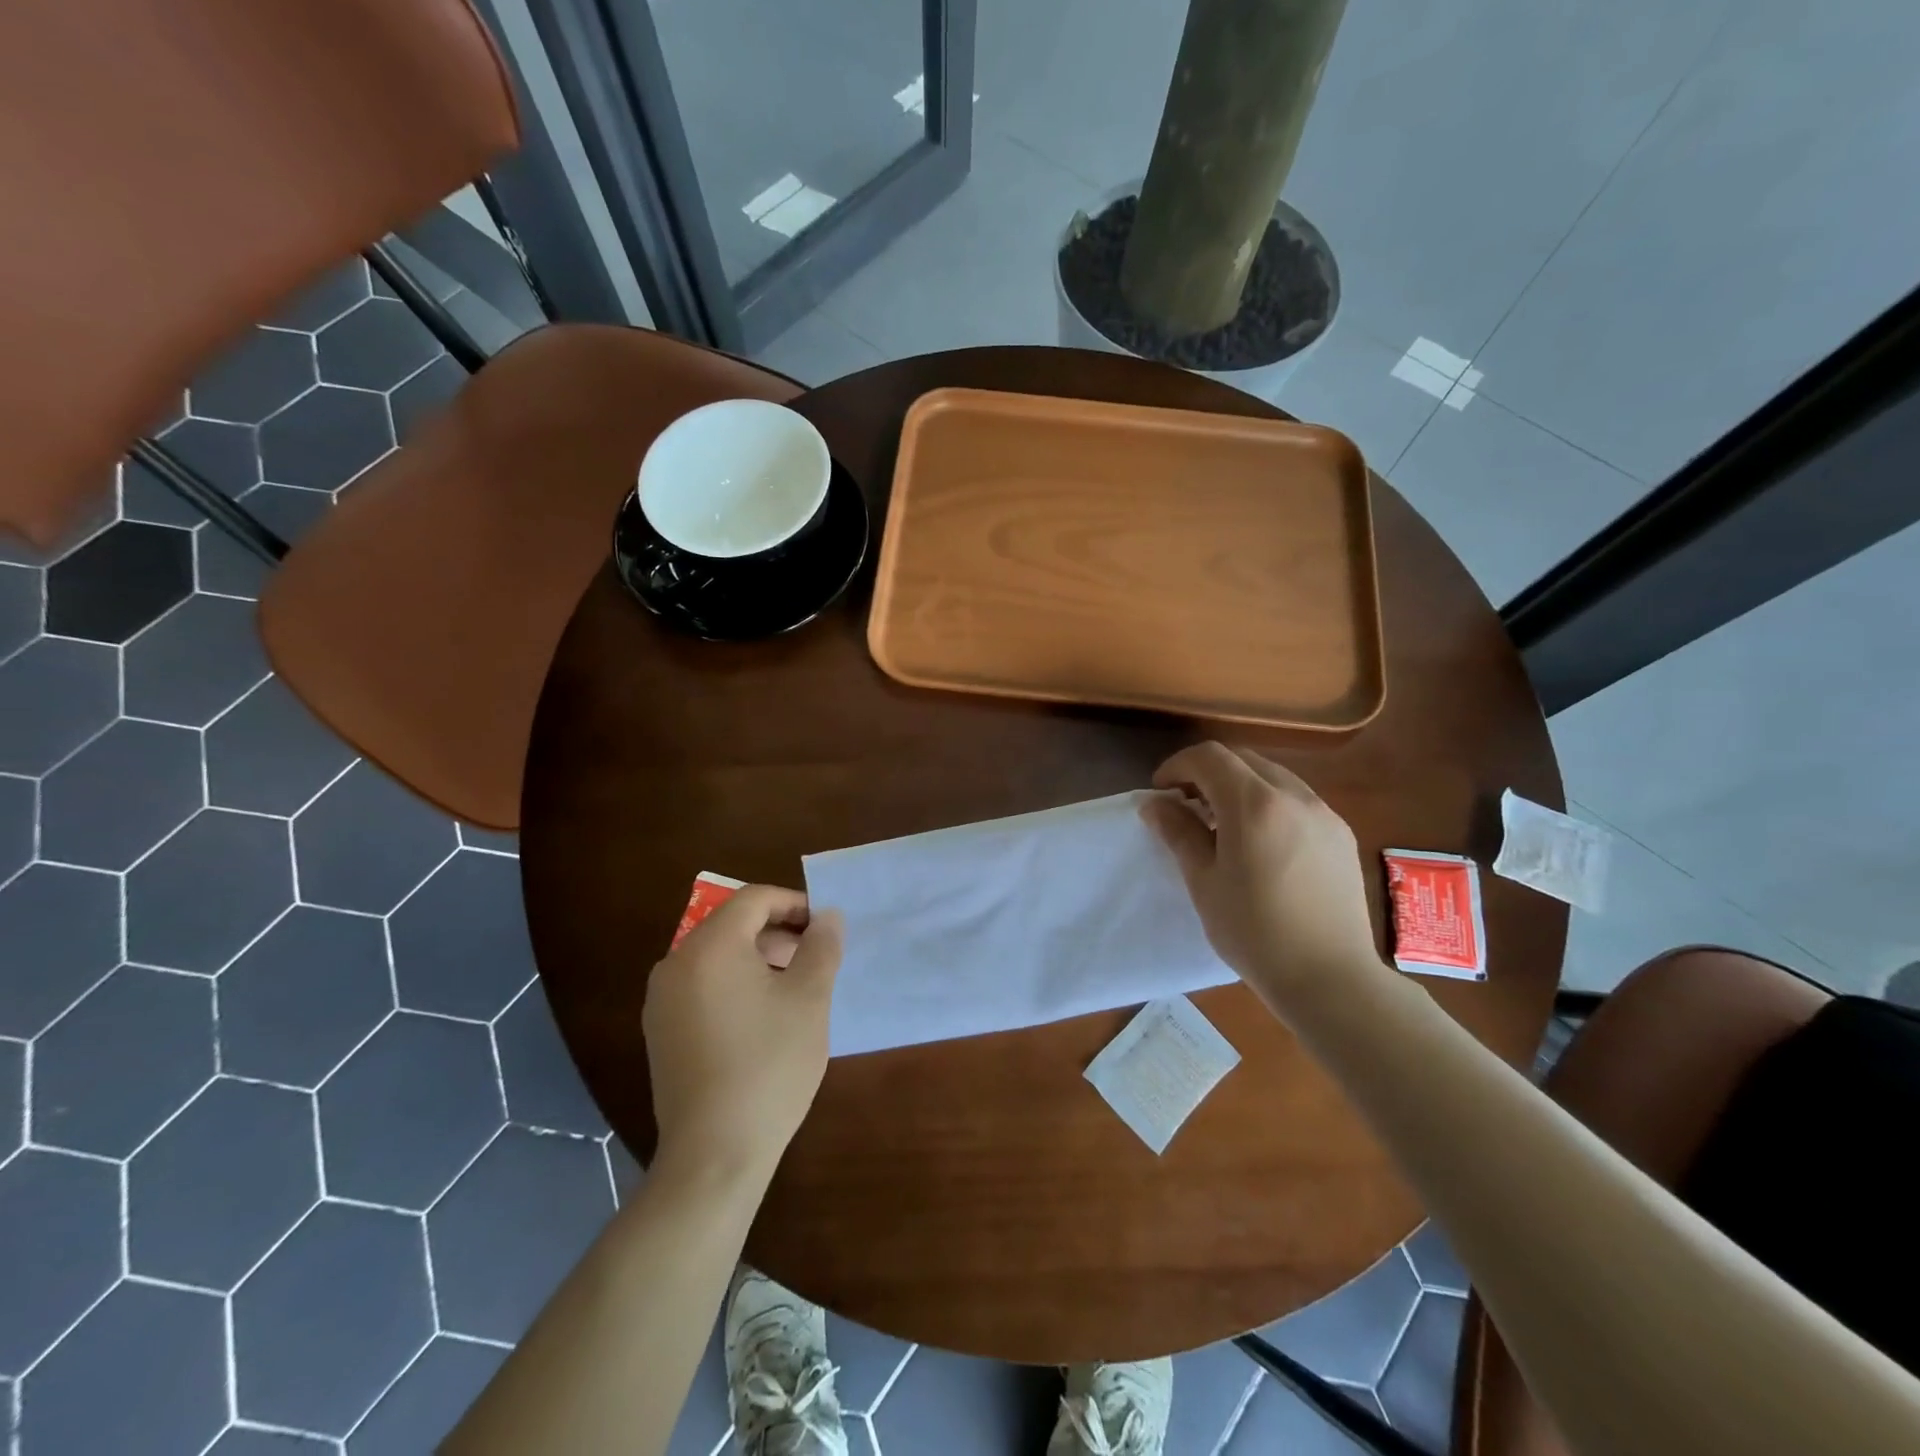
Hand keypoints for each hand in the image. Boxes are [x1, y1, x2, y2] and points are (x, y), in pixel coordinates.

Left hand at [643, 885, 841, 1180]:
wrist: (714, 1154)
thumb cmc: (769, 1065)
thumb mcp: (810, 1000)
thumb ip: (821, 947)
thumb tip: (827, 917)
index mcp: (710, 947)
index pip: (754, 899)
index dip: (795, 904)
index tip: (825, 928)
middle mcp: (676, 964)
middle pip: (732, 925)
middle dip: (778, 932)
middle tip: (816, 958)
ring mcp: (662, 1000)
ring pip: (717, 956)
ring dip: (759, 958)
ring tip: (795, 987)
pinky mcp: (661, 1031)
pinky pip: (703, 985)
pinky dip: (735, 984)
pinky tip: (763, 1017)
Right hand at [1143, 742, 1384, 1006]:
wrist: (1329, 977)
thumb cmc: (1254, 932)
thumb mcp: (1204, 881)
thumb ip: (1178, 832)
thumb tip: (1155, 804)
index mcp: (1254, 804)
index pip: (1209, 757)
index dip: (1178, 766)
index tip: (1161, 792)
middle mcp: (1294, 796)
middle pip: (1242, 759)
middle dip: (1207, 772)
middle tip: (1186, 805)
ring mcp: (1324, 813)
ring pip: (1273, 776)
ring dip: (1240, 785)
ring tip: (1222, 824)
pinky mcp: (1341, 834)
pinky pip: (1297, 800)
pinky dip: (1269, 803)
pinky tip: (1261, 842)